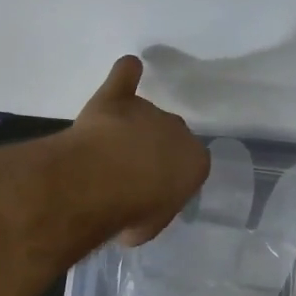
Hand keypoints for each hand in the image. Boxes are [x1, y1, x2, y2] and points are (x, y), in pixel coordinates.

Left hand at [69, 55, 209, 244]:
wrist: (100, 182)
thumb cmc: (132, 210)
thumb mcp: (149, 226)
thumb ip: (152, 212)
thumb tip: (140, 213)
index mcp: (195, 163)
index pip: (189, 166)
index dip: (168, 177)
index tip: (151, 189)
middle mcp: (178, 130)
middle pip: (169, 135)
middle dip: (152, 149)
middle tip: (129, 169)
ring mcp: (148, 110)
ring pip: (144, 114)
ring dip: (130, 127)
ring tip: (105, 150)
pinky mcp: (116, 97)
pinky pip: (126, 76)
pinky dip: (127, 73)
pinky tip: (128, 69)